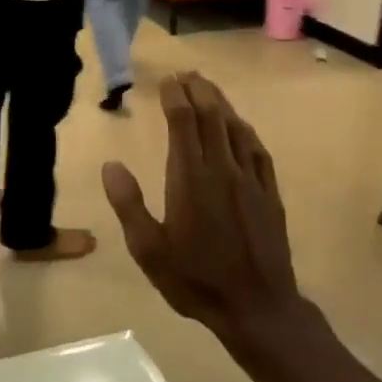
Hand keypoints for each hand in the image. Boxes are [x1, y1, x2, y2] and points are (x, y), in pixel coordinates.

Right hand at [102, 73, 298, 335]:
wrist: (257, 307)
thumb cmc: (195, 279)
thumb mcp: (148, 249)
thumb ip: (128, 204)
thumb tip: (111, 165)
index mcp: (190, 178)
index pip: (183, 122)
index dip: (175, 96)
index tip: (168, 80)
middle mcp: (222, 169)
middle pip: (211, 117)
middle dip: (198, 91)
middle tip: (188, 74)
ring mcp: (251, 180)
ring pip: (236, 129)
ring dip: (222, 104)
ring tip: (210, 88)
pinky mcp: (270, 194)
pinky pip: (258, 151)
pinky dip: (246, 131)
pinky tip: (241, 127)